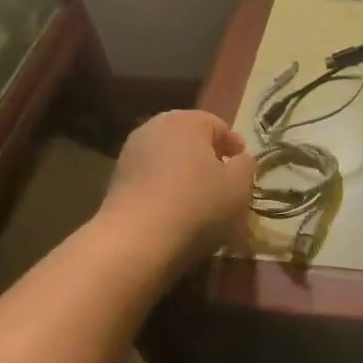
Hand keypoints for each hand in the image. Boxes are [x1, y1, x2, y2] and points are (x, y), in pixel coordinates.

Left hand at [100, 110, 255, 271]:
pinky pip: (151, 177)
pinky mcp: (116, 179)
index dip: (233, 145)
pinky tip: (174, 209)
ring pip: (168, 157)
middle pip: (190, 138)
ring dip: (184, 171)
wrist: (135, 242)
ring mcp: (131, 152)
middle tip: (223, 180)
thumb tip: (241, 159)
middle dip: (207, 156)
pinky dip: (165, 186)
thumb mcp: (238, 187)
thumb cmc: (196, 206)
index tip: (243, 165)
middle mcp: (155, 127)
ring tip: (199, 198)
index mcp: (186, 120)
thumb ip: (246, 166)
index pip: (218, 126)